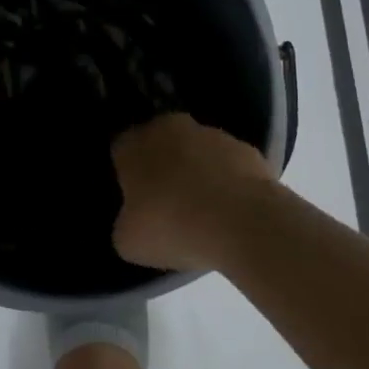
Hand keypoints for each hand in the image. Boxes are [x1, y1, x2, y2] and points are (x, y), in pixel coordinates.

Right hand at [111, 112, 278, 269]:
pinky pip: (228, 165)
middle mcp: (168, 127)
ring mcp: (211, 134)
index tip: (136, 202)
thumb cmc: (174, 228)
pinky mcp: (246, 149)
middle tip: (169, 205)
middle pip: (160, 145)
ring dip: (197, 173)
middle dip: (163, 167)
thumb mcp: (129, 241)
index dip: (127, 177)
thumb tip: (135, 219)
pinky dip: (228, 182)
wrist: (244, 225)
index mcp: (133, 143)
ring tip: (206, 214)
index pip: (121, 152)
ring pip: (196, 151)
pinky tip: (232, 212)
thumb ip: (125, 222)